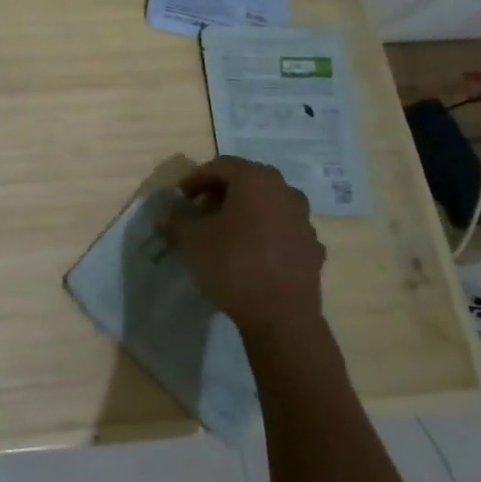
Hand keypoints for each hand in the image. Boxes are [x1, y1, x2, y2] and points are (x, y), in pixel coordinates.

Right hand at [158, 156, 325, 343]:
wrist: (281, 315)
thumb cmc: (232, 264)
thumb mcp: (190, 240)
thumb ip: (176, 221)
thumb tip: (168, 216)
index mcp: (255, 180)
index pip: (221, 166)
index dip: (197, 178)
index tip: (181, 197)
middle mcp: (285, 192)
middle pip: (248, 182)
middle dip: (222, 193)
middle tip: (201, 210)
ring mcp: (304, 220)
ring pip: (269, 205)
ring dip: (246, 212)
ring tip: (226, 232)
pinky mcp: (313, 248)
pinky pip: (283, 230)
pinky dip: (265, 234)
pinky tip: (250, 253)